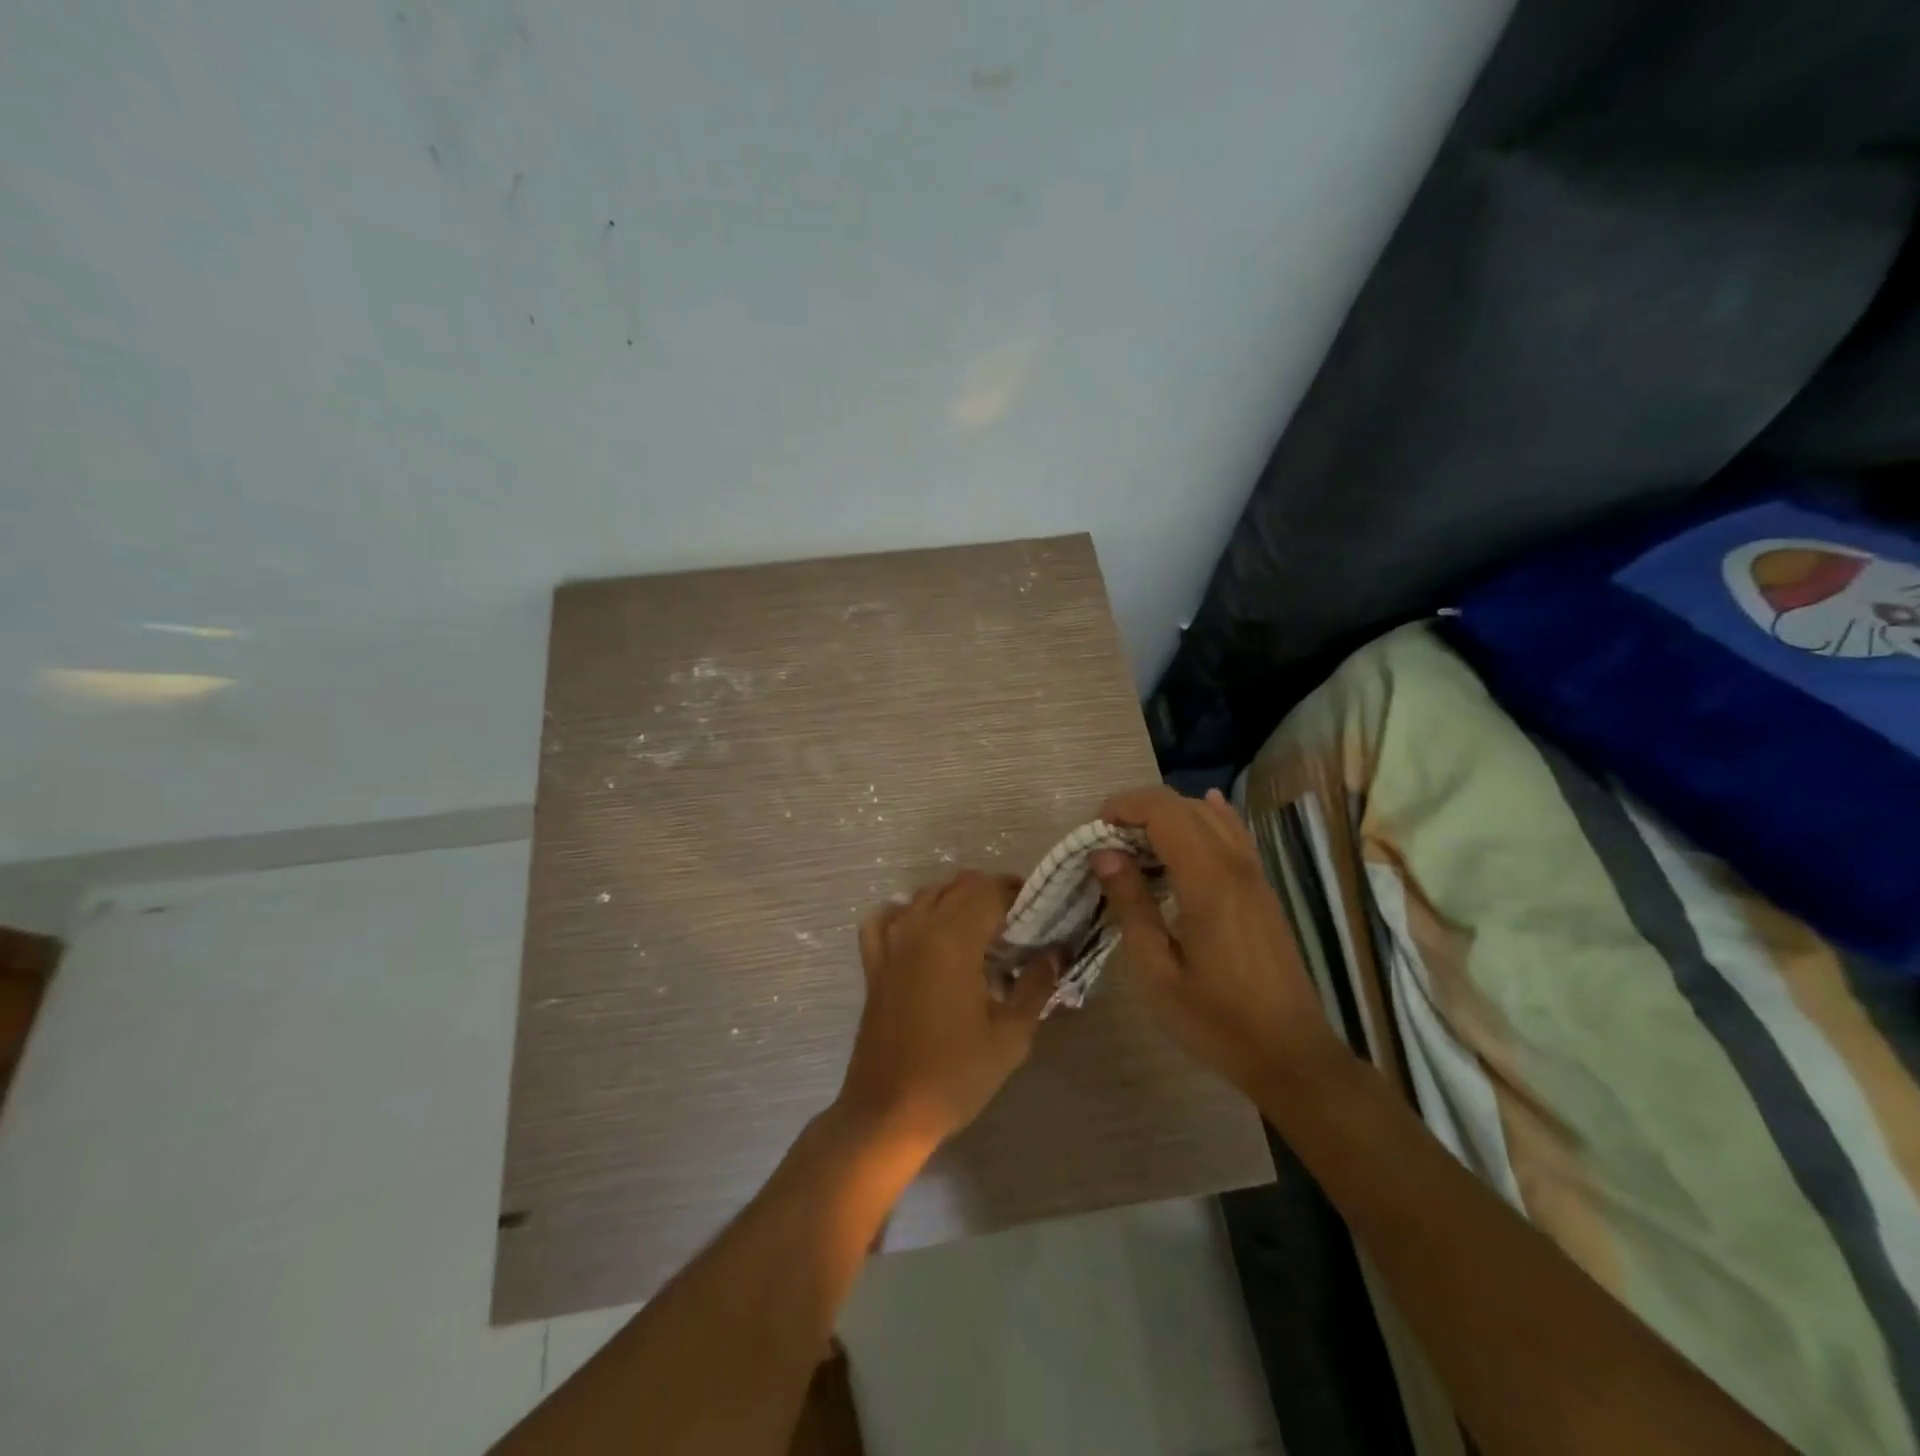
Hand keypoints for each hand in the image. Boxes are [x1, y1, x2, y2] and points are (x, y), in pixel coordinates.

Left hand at [834, 870, 1055, 1149]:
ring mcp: (891, 944)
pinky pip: (885, 919)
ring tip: (982, 929)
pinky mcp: (874, 964)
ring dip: (957, 899)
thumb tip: (1055, 953)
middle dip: (993, 893)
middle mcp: (918, 928)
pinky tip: (923, 931)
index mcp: (953, 939)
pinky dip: (906, 913)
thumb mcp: (1011, 1035)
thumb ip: (1036, 985)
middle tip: (1020, 923)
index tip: (1042, 911)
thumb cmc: (955, 1075)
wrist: (889, 1113)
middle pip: (960, 885)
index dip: (1020, 893)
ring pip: (926, 895)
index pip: (991, 891)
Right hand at [1092, 786, 1344, 1098]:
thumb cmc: (1216, 1021)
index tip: (1093, 832)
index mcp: (1209, 882)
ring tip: (1134, 845)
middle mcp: (1236, 866)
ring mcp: (1255, 875)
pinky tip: (1188, 825)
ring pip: (1210, 815)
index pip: (1164, 812)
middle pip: (1185, 805)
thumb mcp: (1157, 972)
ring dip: (1167, 816)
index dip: (1124, 807)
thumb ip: (1131, 906)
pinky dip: (1203, 821)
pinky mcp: (1261, 890)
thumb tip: (1103, 854)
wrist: (1291, 1055)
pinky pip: (1232, 835)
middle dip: (1139, 810)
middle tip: (1106, 842)